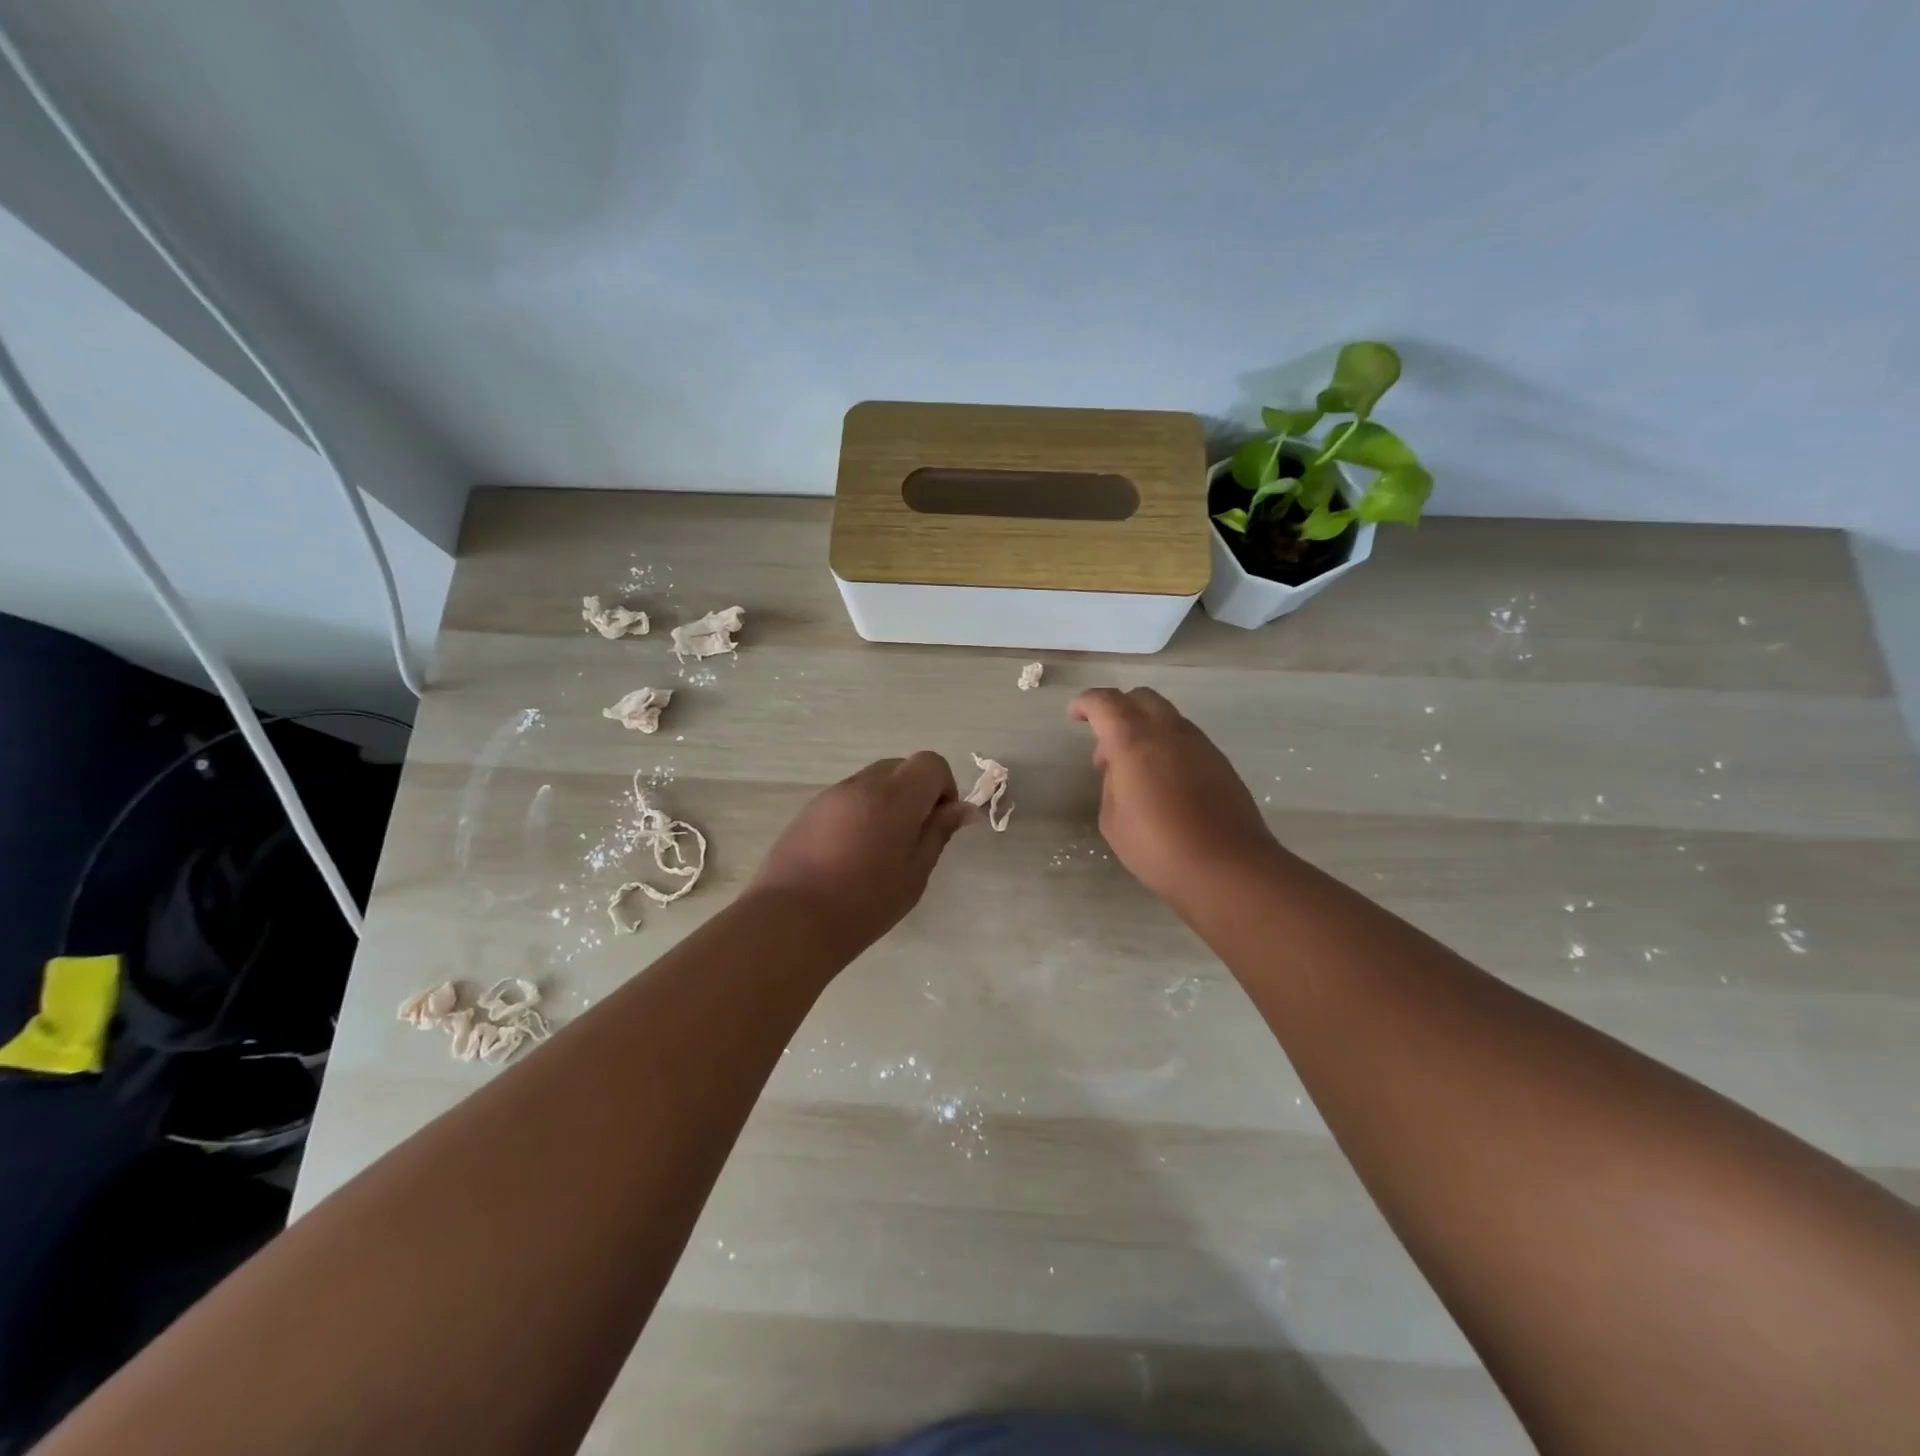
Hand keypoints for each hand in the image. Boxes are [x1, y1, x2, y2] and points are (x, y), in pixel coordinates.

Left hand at [748, 752, 976, 949]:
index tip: (938, 823)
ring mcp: (831, 795)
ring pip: (872, 783)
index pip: (931, 763)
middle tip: (912, 839)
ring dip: (886, 804)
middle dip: (915, 793)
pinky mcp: (808, 811)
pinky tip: (849, 856)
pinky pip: (846, 800)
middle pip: (900, 767)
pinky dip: (859, 814)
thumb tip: (965, 809)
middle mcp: (862, 784)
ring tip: (878, 852)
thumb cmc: (865, 902)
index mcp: (895, 796)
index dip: (943, 787)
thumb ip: (939, 832)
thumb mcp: (915, 872)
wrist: (792, 920)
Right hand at [1070, 687, 1279, 909]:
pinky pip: (1185, 738)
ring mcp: (1199, 744)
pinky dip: (1166, 746)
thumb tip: (1121, 770)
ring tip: (1134, 769)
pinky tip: (1163, 781)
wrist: (1228, 866)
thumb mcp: (1113, 820)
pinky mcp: (1220, 761)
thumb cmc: (1158, 847)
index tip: (1075, 715)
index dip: (1086, 703)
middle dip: (1118, 710)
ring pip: (1167, 716)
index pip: (1105, 703)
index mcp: (1134, 741)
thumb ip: (1111, 784)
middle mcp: (1168, 732)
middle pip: (1141, 698)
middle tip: (1105, 745)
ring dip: (1144, 730)